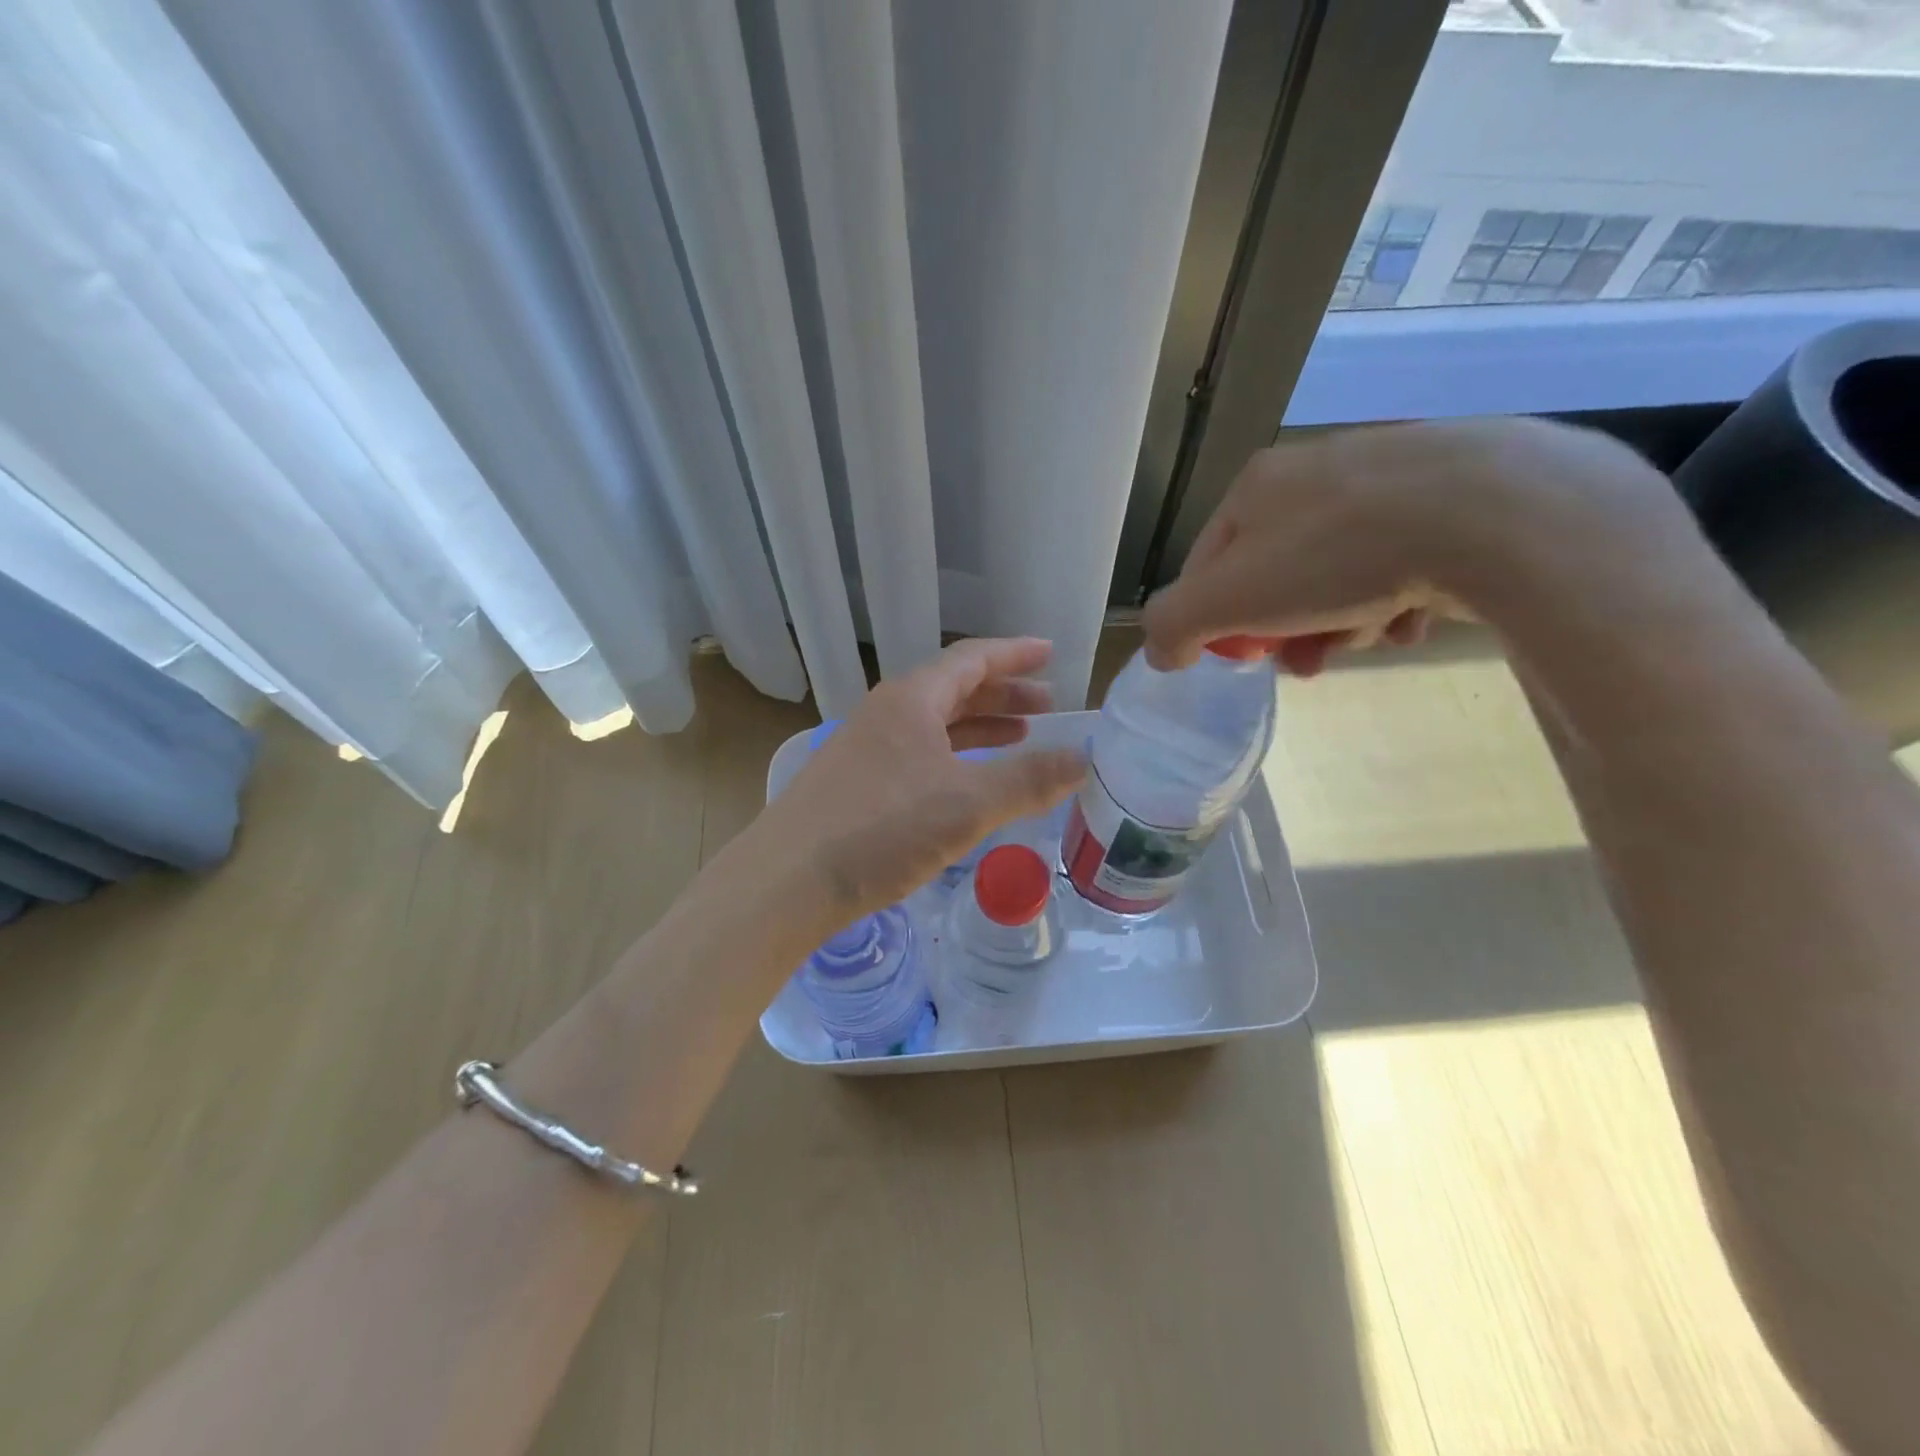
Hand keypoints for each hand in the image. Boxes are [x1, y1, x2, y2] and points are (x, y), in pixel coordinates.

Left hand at [740, 638, 1085, 943]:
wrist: (787, 882)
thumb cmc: (881, 830)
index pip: (972, 659)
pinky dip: (954, 758)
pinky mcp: (857, 785)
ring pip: (935, 725)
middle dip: (1003, 694)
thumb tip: (1083, 759)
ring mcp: (866, 749)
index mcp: (911, 700)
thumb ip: (1029, 780)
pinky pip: (919, 756)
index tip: (1051, 653)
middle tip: (1047, 706)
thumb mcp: (967, 804)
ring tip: (1020, 736)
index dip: (1015, 654)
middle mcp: (886, 714)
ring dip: (980, 727)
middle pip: (954, 690)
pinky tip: (969, 781)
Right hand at [1143, 417, 1692, 673]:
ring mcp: (1387, 479)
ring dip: (1343, 623)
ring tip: (1370, 637)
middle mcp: (1315, 472)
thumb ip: (1172, 625)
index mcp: (1256, 488)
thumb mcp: (1227, 600)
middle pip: (1277, 576)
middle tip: (1308, 662)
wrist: (1491, 512)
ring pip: (1339, 576)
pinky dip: (1398, 600)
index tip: (1246, 660)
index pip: (1210, 566)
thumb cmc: (1336, 556)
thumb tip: (1160, 652)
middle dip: (1287, 630)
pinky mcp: (1450, 497)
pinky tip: (1415, 616)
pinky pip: (1400, 564)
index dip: (1218, 622)